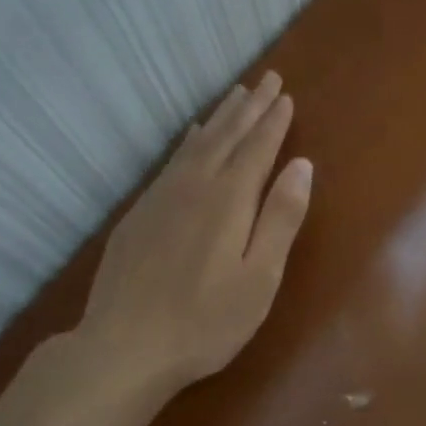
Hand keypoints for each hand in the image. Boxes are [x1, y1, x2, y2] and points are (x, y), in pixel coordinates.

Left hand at [78, 72, 311, 394]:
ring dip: (221, 117)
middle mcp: (195, 186)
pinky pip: (171, 160)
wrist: (124, 346)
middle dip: (250, 107)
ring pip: (197, 143)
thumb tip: (302, 164)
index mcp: (229, 200)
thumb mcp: (259, 277)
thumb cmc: (205, 321)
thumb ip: (281, 217)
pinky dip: (189, 140)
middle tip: (267, 80)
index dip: (274, 122)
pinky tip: (192, 135)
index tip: (286, 95)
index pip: (257, 148)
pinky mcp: (140, 212)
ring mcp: (162, 197)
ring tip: (237, 94)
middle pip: (227, 136)